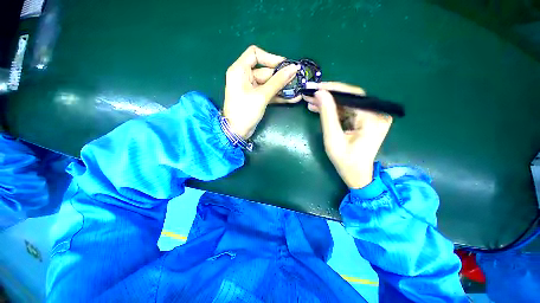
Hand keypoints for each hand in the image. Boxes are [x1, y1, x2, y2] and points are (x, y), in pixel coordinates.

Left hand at [223, 45, 301, 138]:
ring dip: (283, 88)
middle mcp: (245, 77)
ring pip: (269, 84)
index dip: (270, 58)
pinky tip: (293, 98)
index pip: (255, 54)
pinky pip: (269, 93)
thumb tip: (294, 68)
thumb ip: (278, 82)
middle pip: (266, 71)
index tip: (285, 66)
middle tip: (297, 80)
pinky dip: (279, 96)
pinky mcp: (256, 98)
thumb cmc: (245, 111)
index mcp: (240, 70)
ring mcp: (251, 89)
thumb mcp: (262, 96)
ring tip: (298, 90)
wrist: (237, 132)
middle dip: (282, 77)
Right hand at [303, 82, 392, 188]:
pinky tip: (319, 108)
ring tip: (311, 101)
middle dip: (328, 96)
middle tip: (310, 94)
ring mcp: (371, 117)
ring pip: (346, 104)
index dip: (333, 89)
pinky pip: (347, 111)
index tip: (316, 87)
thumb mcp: (333, 138)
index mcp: (372, 118)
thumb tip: (320, 93)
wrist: (356, 175)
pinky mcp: (365, 121)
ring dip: (328, 103)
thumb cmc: (345, 160)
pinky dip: (333, 110)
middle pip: (349, 99)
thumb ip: (327, 115)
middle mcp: (376, 114)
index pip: (352, 95)